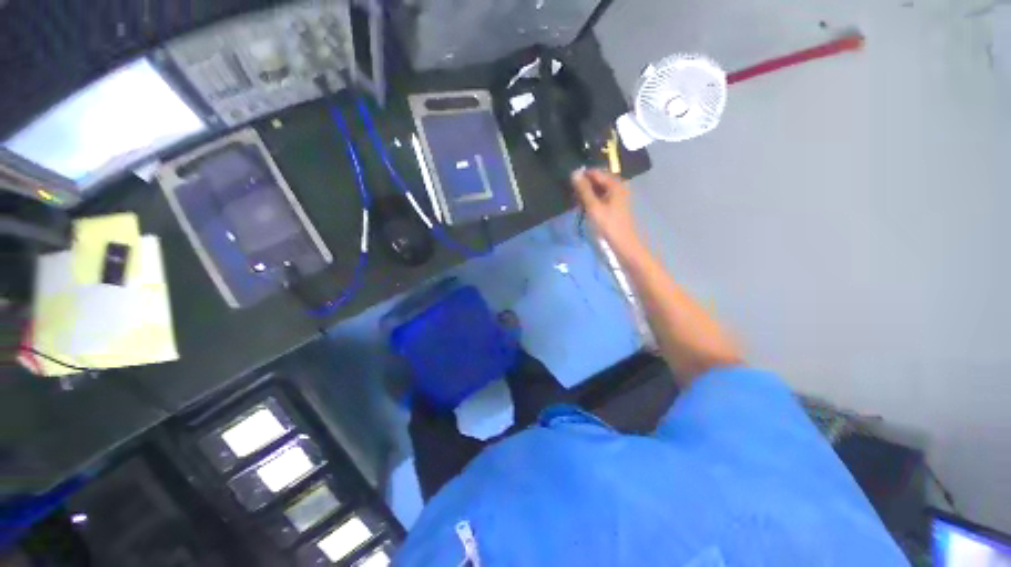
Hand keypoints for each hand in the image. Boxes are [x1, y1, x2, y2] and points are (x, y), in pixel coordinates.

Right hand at [571, 168, 643, 254]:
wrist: (622, 243)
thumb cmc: (608, 225)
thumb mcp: (593, 206)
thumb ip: (583, 189)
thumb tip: (574, 172)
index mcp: (615, 183)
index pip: (595, 172)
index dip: (581, 176)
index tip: (569, 185)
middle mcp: (617, 186)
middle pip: (597, 180)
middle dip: (584, 186)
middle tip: (572, 196)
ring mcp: (617, 196)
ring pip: (598, 189)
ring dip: (586, 194)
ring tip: (576, 202)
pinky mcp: (614, 205)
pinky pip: (600, 197)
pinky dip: (591, 200)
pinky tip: (584, 207)